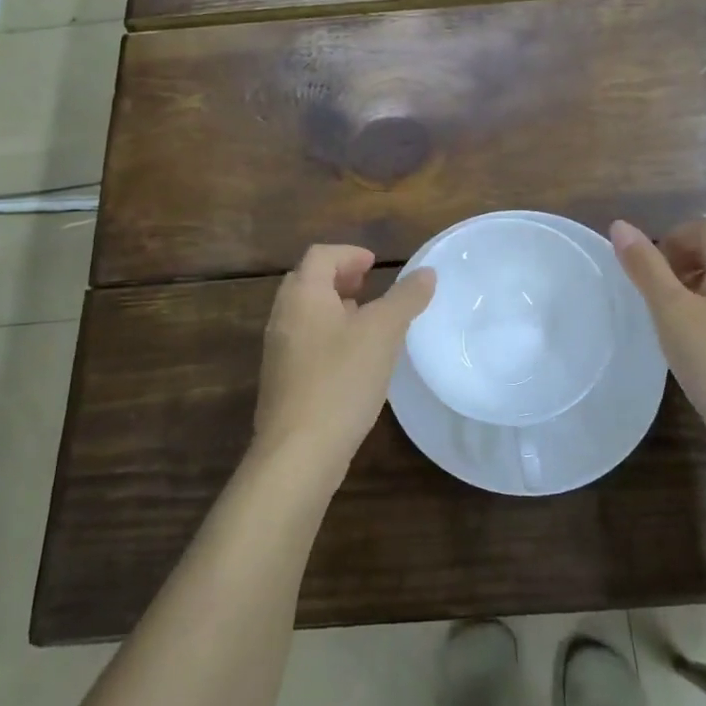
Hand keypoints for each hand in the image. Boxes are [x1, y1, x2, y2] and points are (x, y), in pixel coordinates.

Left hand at [253, 244, 436, 481]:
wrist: (299, 452)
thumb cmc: (341, 380)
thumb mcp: (383, 333)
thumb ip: (406, 298)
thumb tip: (427, 273)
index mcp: (303, 294)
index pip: (321, 255)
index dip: (350, 253)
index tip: (376, 265)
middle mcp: (283, 316)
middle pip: (309, 280)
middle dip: (340, 277)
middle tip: (369, 286)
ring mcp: (278, 350)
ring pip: (306, 313)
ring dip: (335, 307)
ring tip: (366, 320)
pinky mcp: (282, 380)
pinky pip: (305, 341)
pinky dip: (329, 334)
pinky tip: (354, 359)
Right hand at [609, 219, 705, 443]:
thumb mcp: (671, 311)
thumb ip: (645, 267)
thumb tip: (620, 226)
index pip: (703, 228)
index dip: (671, 239)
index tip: (648, 271)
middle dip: (682, 261)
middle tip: (655, 293)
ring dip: (697, 286)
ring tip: (671, 319)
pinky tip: (698, 345)